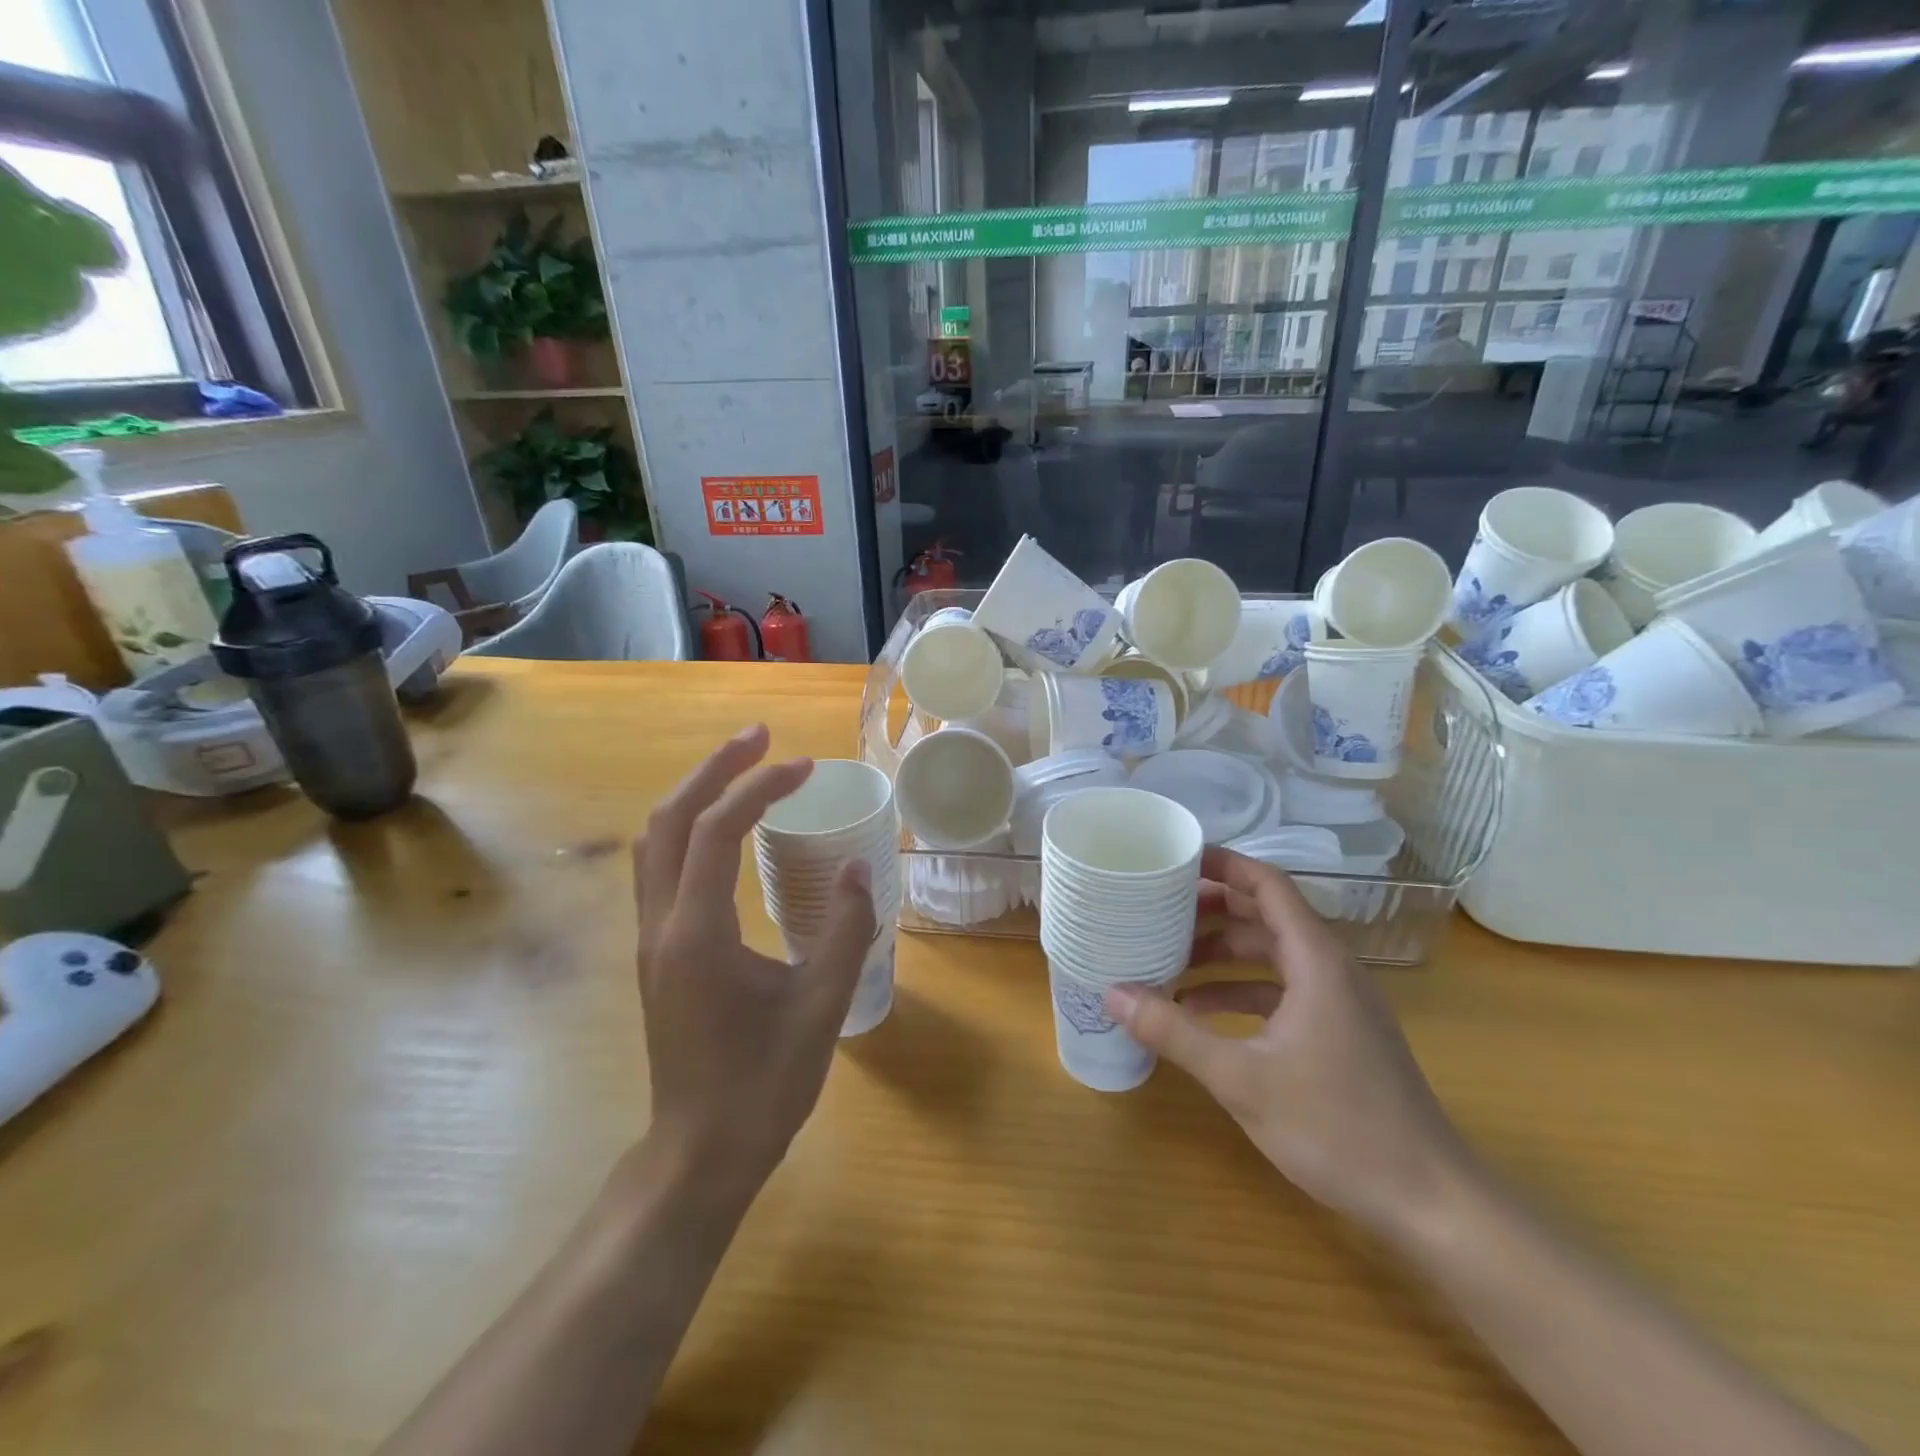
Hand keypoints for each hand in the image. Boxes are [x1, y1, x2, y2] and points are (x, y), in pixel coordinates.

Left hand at [632, 725, 874, 1196]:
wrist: (699, 1153)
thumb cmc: (763, 1085)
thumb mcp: (821, 1005)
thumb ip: (847, 930)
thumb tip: (861, 867)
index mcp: (697, 934)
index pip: (716, 832)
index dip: (759, 788)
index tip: (804, 767)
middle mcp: (661, 925)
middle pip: (670, 820)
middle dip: (714, 769)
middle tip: (761, 738)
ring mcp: (650, 939)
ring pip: (656, 841)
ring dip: (695, 794)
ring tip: (742, 769)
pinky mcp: (657, 953)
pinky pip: (661, 868)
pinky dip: (690, 829)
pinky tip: (725, 831)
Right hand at [1106, 849, 1476, 1243]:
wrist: (1429, 1200)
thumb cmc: (1337, 1127)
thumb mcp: (1241, 1078)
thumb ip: (1174, 1032)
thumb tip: (1112, 993)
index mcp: (1316, 960)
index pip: (1267, 885)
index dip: (1223, 865)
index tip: (1175, 859)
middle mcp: (1330, 968)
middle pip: (1266, 914)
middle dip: (1212, 908)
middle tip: (1158, 908)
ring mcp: (1338, 1000)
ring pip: (1273, 953)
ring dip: (1223, 952)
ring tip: (1168, 957)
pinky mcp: (1339, 1031)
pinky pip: (1282, 989)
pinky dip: (1241, 989)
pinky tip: (1201, 1011)